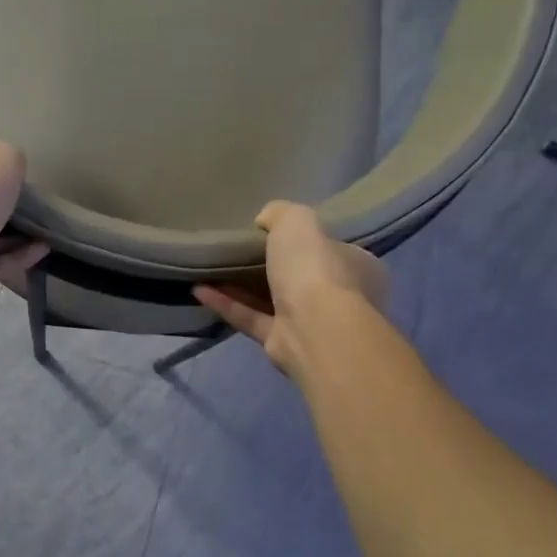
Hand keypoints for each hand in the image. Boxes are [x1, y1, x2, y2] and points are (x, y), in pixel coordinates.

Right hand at [195, 201, 388, 380]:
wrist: (314, 329)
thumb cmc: (316, 269)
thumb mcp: (298, 221)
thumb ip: (281, 213)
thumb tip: (264, 220)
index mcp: (357, 265)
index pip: (331, 248)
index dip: (305, 238)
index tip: (273, 231)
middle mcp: (339, 296)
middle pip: (301, 276)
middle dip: (271, 265)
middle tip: (239, 250)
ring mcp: (310, 323)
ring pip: (272, 300)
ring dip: (241, 286)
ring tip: (211, 268)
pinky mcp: (281, 343)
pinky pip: (250, 319)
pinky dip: (226, 304)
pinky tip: (199, 290)